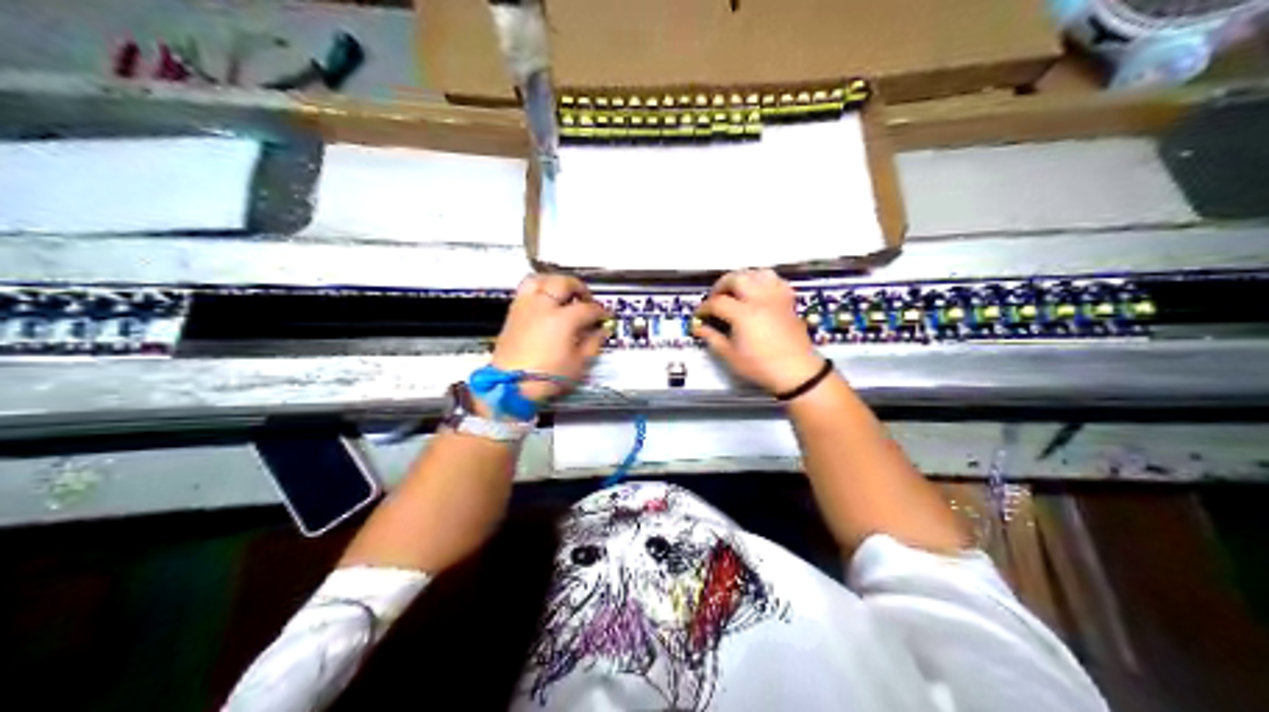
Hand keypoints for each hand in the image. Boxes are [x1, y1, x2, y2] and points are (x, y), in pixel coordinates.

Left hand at [490, 274, 608, 402]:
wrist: (510, 385)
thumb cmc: (548, 377)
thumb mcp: (578, 364)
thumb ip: (593, 343)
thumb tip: (601, 331)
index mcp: (563, 319)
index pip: (588, 308)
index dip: (600, 312)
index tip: (605, 317)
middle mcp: (543, 306)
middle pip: (563, 283)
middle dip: (579, 288)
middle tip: (586, 299)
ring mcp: (526, 306)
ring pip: (540, 279)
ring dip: (555, 282)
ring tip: (563, 292)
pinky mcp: (513, 312)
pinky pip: (525, 289)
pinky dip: (539, 288)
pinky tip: (545, 301)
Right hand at [692, 270, 824, 397]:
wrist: (797, 371)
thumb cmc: (761, 366)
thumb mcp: (731, 356)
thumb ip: (713, 338)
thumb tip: (698, 328)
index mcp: (744, 314)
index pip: (717, 302)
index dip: (704, 307)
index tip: (699, 316)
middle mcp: (760, 299)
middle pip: (737, 278)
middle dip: (721, 285)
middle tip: (715, 298)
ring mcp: (776, 297)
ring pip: (758, 273)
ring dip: (743, 278)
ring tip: (736, 291)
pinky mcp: (788, 300)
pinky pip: (776, 280)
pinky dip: (764, 281)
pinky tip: (759, 292)